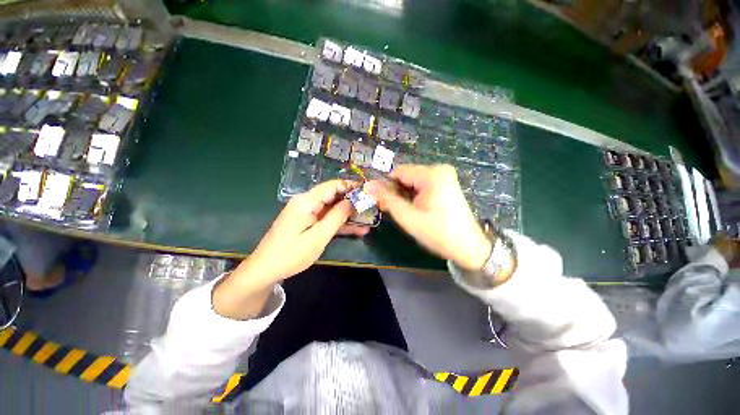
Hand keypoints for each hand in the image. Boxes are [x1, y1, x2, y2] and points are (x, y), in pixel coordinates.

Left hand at [238, 179, 368, 282]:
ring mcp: (306, 213)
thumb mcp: (318, 236)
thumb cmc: (292, 254)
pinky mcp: (307, 222)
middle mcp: (306, 202)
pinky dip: (339, 223)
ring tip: (367, 222)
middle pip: (333, 196)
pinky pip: (326, 218)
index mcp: (307, 201)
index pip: (333, 186)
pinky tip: (356, 230)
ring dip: (348, 215)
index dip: (351, 186)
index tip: (368, 191)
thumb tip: (352, 201)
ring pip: (332, 209)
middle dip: (352, 202)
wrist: (265, 269)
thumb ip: (336, 217)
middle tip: (371, 208)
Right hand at [365, 164, 490, 270]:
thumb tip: (367, 185)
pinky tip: (417, 208)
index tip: (381, 201)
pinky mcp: (446, 183)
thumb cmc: (438, 233)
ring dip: (405, 194)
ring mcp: (445, 175)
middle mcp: (439, 169)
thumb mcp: (408, 217)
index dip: (386, 185)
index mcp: (432, 174)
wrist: (469, 247)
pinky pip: (422, 184)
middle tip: (395, 210)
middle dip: (396, 191)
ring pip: (413, 181)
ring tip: (407, 211)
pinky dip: (415, 195)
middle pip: (406, 175)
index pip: (398, 171)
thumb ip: (387, 199)